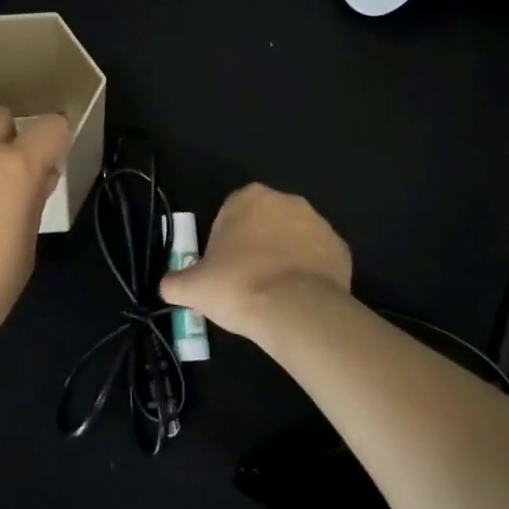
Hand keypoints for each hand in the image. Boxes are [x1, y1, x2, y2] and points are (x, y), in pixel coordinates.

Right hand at [159, 183, 351, 343]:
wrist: (296, 311)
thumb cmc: (238, 286)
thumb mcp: (192, 288)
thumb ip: (174, 282)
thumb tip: (168, 286)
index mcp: (248, 198)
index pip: (230, 212)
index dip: (225, 240)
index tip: (222, 267)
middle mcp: (286, 201)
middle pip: (265, 221)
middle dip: (257, 245)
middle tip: (246, 279)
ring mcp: (318, 223)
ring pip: (294, 238)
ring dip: (285, 257)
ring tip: (274, 293)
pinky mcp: (341, 249)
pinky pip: (318, 258)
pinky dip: (310, 273)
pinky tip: (298, 298)